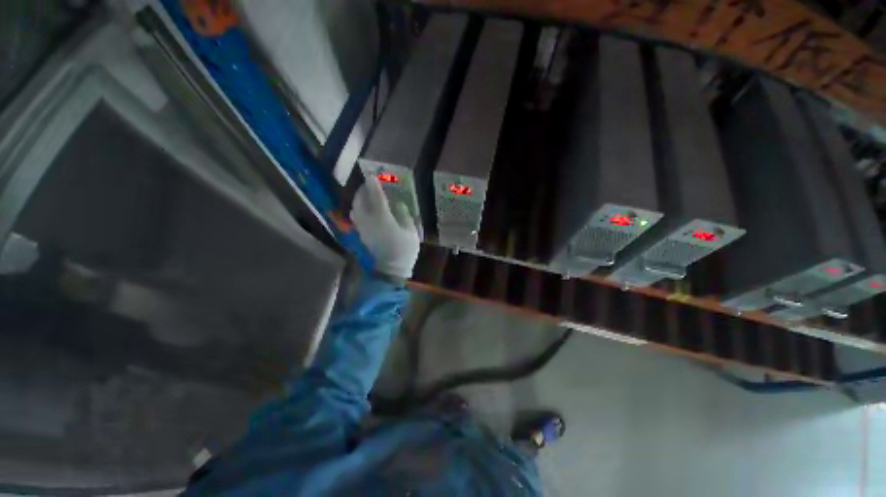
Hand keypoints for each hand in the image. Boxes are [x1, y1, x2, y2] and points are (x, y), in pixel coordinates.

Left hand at [350, 175, 420, 279]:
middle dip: (363, 190)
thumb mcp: (411, 232)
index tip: (372, 175)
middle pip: (360, 200)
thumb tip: (398, 204)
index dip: (374, 185)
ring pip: (355, 208)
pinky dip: (358, 209)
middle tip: (369, 184)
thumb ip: (405, 216)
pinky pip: (355, 217)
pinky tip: (365, 209)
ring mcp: (363, 228)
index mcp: (383, 219)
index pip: (376, 197)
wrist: (391, 270)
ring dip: (359, 199)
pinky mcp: (361, 235)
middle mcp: (369, 221)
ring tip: (366, 195)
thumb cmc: (404, 251)